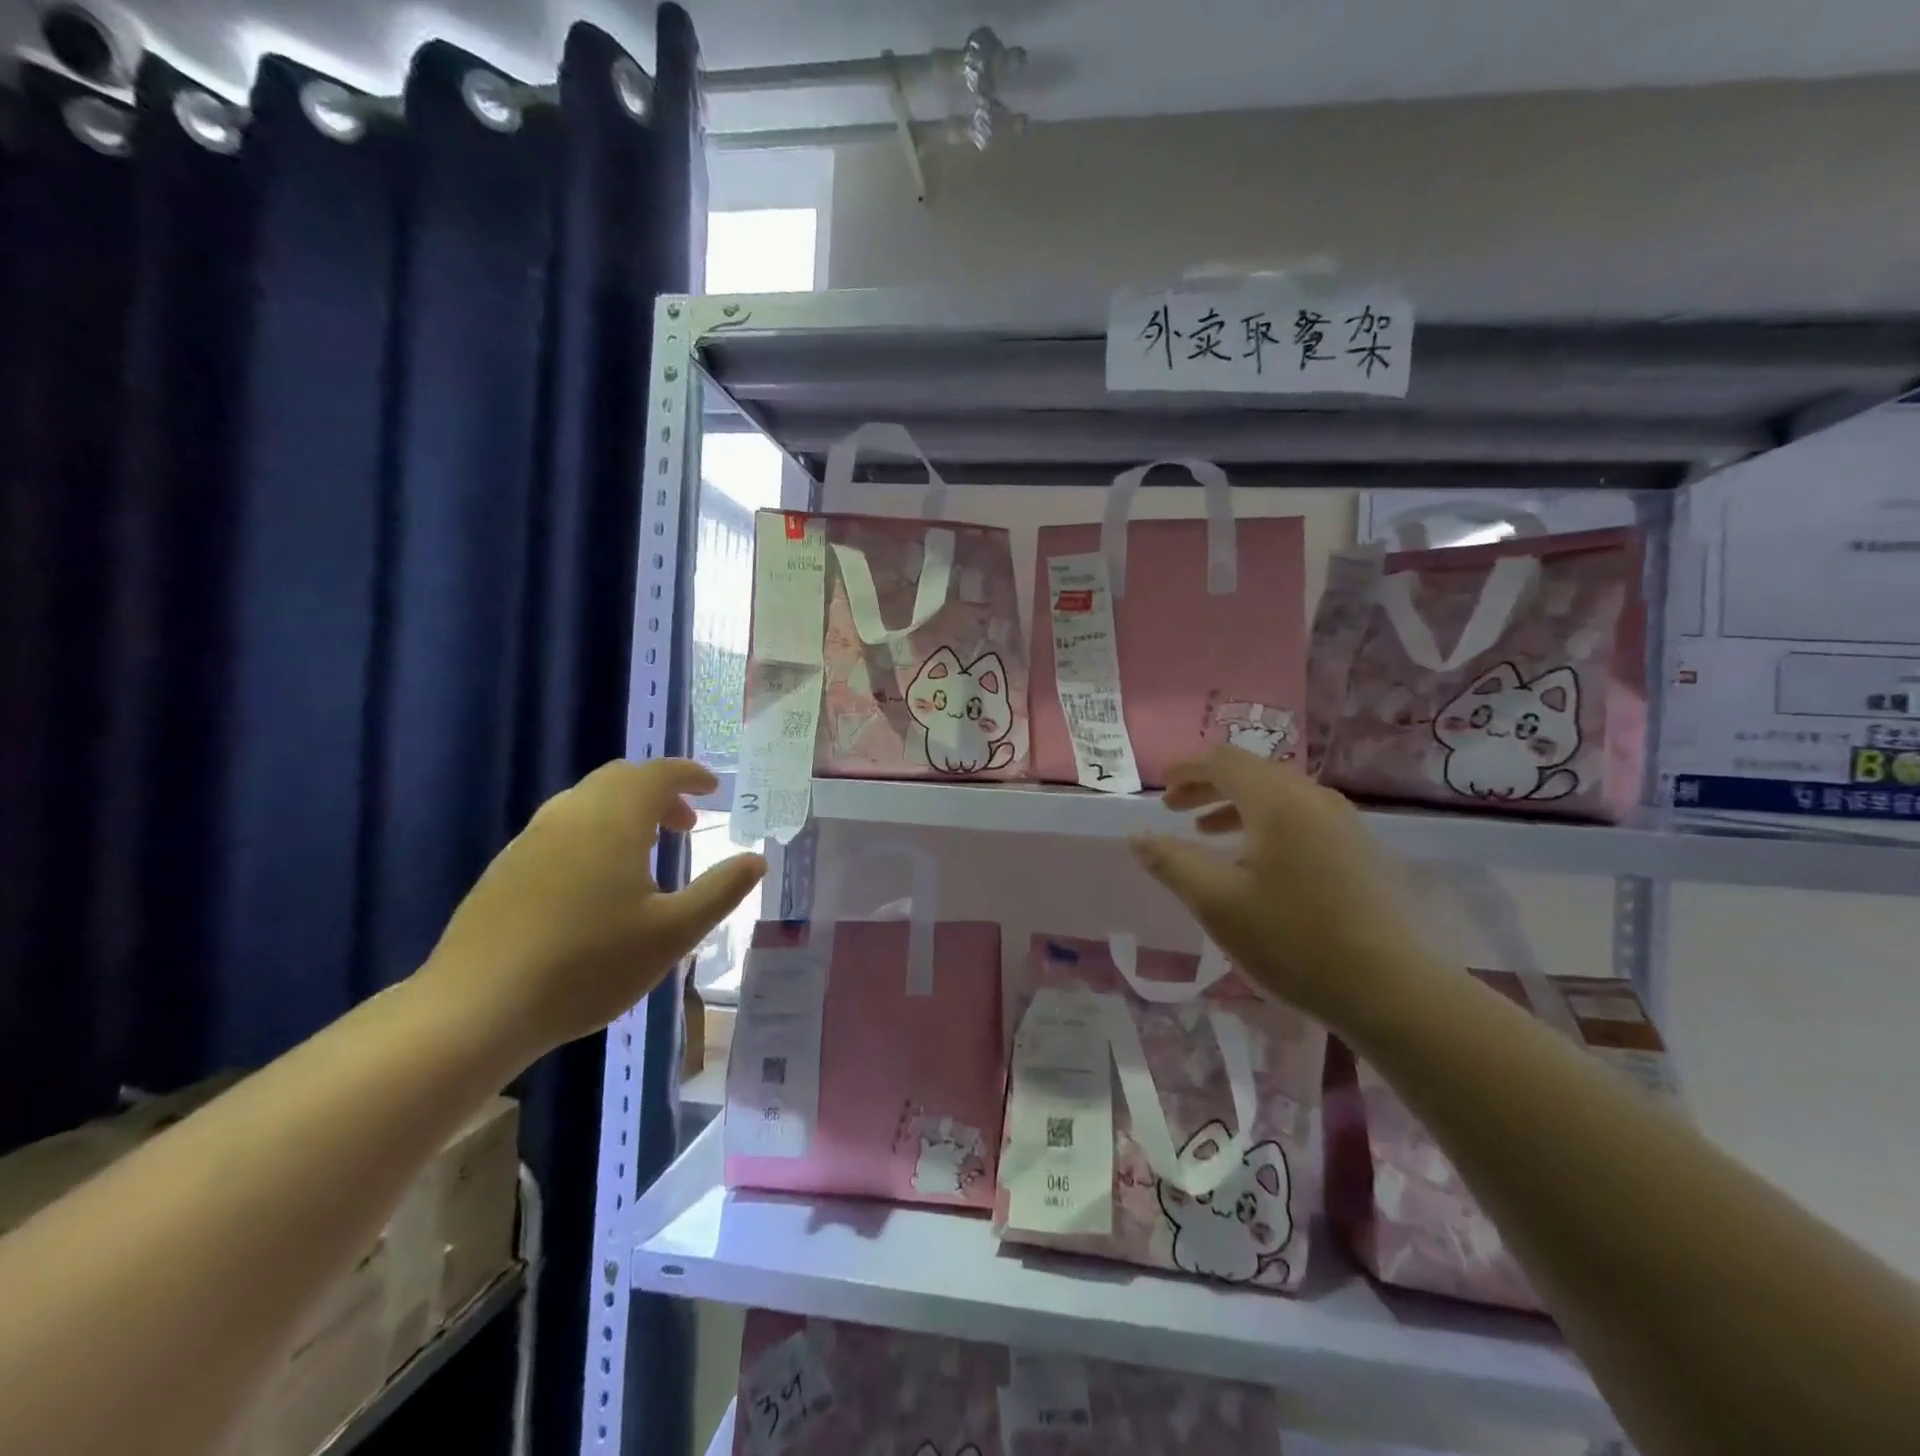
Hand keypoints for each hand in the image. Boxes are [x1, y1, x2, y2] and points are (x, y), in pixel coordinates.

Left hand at [419, 759, 766, 1063]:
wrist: (475, 1009)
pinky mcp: (505, 869)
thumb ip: (720, 890)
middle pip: (619, 779)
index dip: (690, 775)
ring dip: (625, 813)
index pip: (657, 774)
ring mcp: (530, 840)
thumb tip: (757, 859)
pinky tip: (597, 884)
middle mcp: (569, 815)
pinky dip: (594, 833)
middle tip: (685, 825)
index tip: (713, 789)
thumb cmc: (589, 965)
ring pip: (586, 803)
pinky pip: (561, 829)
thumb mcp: (673, 933)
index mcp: (614, 820)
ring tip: (647, 853)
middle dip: (658, 792)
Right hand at [1129, 746, 1432, 1030]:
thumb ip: (1171, 863)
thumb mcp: (1217, 903)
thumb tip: (1136, 836)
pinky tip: (1255, 859)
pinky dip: (1265, 821)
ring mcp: (1342, 822)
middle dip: (1207, 785)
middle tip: (1173, 809)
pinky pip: (1300, 815)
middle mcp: (1312, 798)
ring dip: (1235, 804)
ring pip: (1278, 794)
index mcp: (1277, 802)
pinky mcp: (1358, 848)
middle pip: (1252, 772)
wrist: (1391, 989)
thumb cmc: (1293, 940)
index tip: (1160, 785)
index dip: (1187, 768)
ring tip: (1205, 832)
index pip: (1223, 761)